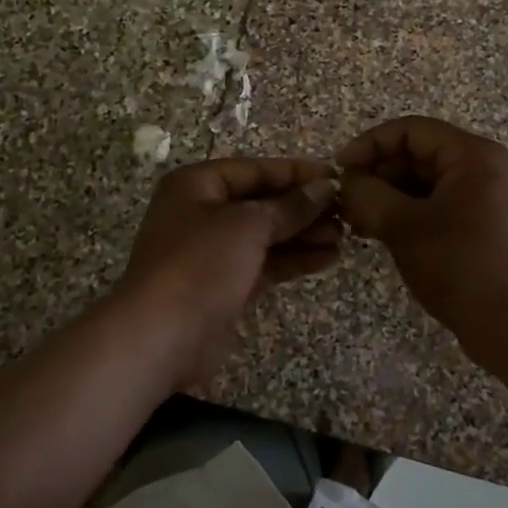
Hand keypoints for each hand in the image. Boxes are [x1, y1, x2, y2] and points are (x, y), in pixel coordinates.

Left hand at [116, 157, 341, 390]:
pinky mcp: (225, 286)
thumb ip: (289, 206)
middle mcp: (202, 213)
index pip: (254, 170)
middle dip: (303, 207)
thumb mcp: (248, 225)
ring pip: (266, 235)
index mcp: (197, 185)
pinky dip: (294, 260)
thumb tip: (325, 187)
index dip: (295, 173)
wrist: (161, 337)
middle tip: (346, 212)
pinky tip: (328, 258)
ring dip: (303, 234)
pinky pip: (265, 263)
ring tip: (345, 236)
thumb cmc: (201, 264)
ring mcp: (212, 252)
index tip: (337, 177)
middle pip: (261, 202)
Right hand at [337, 117, 507, 380]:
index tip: (339, 169)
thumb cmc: (461, 266)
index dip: (369, 144)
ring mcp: (491, 197)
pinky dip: (410, 212)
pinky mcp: (488, 224)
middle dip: (378, 174)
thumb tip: (347, 182)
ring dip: (390, 196)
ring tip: (358, 221)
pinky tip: (382, 233)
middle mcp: (487, 167)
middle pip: (419, 154)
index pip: (411, 131)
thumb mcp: (404, 226)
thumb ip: (368, 195)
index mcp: (474, 156)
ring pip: (428, 182)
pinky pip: (441, 204)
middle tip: (346, 201)